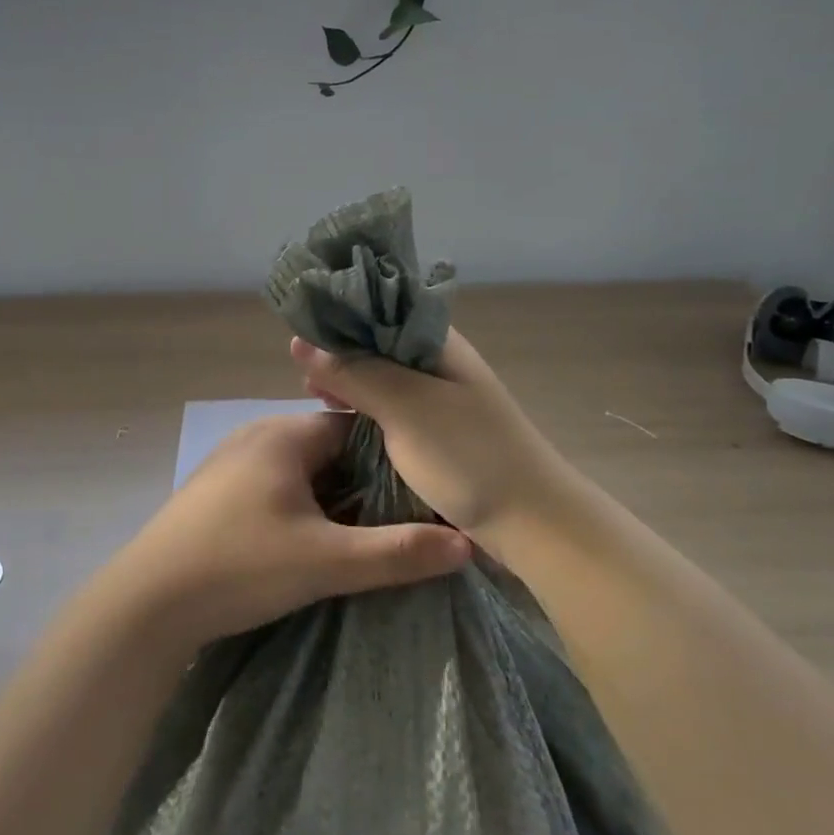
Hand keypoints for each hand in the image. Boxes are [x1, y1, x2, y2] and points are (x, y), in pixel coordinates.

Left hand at [118, 412, 472, 648]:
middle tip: (395, 521)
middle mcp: (257, 434)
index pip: (356, 426)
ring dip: (328, 496)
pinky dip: (297, 504)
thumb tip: (466, 543)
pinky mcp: (215, 489)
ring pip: (300, 468)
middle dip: (362, 481)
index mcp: (285, 433)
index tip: (420, 491)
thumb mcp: (326, 562)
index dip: (391, 457)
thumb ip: (397, 552)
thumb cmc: (240, 566)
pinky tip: (305, 540)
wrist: (146, 602)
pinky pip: (273, 484)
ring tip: (358, 535)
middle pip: (328, 448)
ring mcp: (231, 460)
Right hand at [290, 329, 576, 540]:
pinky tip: (344, 420)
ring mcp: (440, 399)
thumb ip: (354, 373)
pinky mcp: (438, 432)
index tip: (301, 337)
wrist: (533, 524)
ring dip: (351, 384)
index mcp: (438, 342)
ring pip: (384, 379)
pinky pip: (392, 409)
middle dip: (340, 355)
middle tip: (302, 376)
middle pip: (379, 345)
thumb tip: (299, 342)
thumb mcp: (405, 407)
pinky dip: (366, 410)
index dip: (341, 319)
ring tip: (315, 397)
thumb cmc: (469, 456)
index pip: (381, 310)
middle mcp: (439, 362)